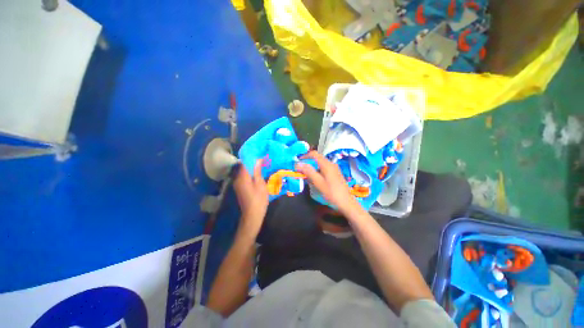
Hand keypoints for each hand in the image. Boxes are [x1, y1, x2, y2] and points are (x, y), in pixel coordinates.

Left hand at [233, 159, 268, 235]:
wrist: (252, 216)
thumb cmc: (258, 199)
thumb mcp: (260, 184)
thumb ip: (257, 171)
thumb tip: (257, 159)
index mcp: (242, 177)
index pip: (245, 162)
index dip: (252, 156)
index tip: (260, 152)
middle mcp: (237, 179)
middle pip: (244, 166)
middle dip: (253, 161)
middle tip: (263, 157)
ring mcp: (238, 184)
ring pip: (245, 172)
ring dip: (252, 167)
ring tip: (263, 164)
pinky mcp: (241, 188)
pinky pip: (245, 177)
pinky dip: (251, 173)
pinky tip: (259, 173)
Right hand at [295, 151, 360, 215]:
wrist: (346, 203)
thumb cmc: (332, 193)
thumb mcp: (318, 183)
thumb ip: (308, 172)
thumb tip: (298, 163)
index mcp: (327, 164)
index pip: (314, 154)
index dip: (304, 156)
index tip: (297, 162)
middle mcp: (331, 164)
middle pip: (317, 158)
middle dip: (307, 162)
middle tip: (299, 169)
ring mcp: (334, 169)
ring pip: (320, 164)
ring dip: (311, 167)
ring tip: (305, 175)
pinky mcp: (335, 174)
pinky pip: (323, 168)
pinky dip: (317, 171)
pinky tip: (314, 179)